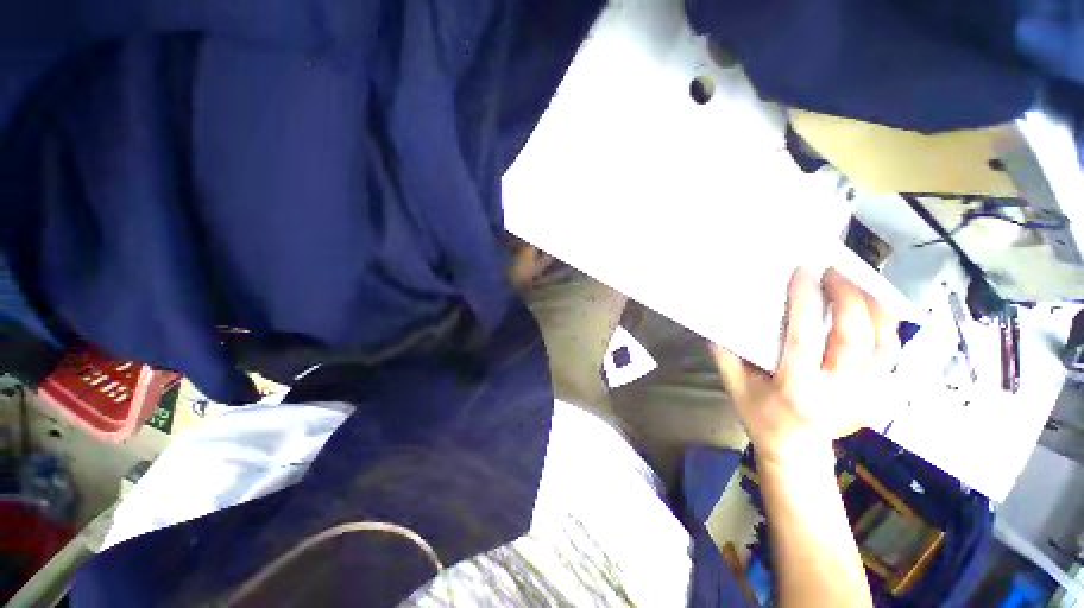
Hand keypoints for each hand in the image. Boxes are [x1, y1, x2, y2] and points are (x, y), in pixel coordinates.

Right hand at [712, 267, 898, 466]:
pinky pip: (892, 353)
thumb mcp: (734, 388)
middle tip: (832, 272)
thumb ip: (725, 354)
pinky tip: (871, 308)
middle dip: (848, 297)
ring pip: (885, 342)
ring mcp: (866, 395)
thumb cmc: (762, 418)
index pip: (805, 338)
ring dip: (874, 306)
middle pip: (856, 336)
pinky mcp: (880, 395)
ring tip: (855, 283)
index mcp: (797, 389)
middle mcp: (839, 392)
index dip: (806, 302)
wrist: (797, 453)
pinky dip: (887, 325)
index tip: (803, 273)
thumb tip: (717, 321)